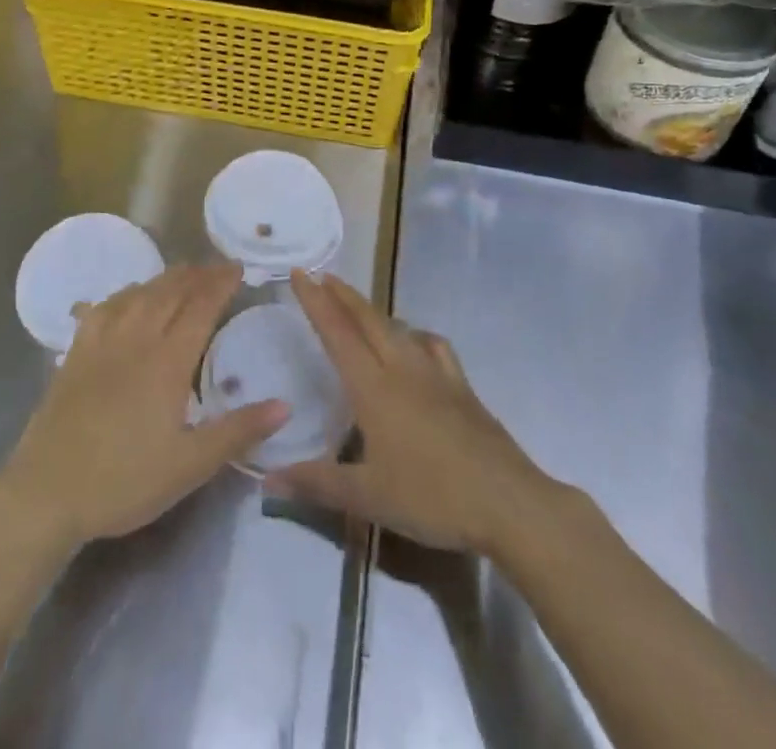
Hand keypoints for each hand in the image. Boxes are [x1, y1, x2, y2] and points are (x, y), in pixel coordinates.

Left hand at [0, 263, 287, 551]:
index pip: (201, 307)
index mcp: (167, 361)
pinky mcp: (76, 353)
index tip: (238, 268)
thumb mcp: (190, 466)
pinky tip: (128, 297)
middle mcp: (137, 339)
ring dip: (164, 279)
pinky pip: (104, 308)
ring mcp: (102, 342)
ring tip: (182, 274)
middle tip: (216, 267)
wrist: (47, 492)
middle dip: (197, 275)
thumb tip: (285, 404)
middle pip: (171, 292)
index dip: (221, 283)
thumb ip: (238, 431)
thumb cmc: (124, 481)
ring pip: (138, 294)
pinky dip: (124, 294)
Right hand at [265, 271, 558, 555]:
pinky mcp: (462, 387)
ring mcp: (436, 374)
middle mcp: (402, 369)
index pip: (337, 332)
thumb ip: (316, 482)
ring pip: (398, 327)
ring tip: (358, 307)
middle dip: (342, 295)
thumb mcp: (368, 497)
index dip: (315, 301)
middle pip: (367, 319)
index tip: (300, 273)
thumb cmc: (432, 497)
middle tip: (321, 276)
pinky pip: (433, 346)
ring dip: (373, 311)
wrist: (508, 502)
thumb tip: (268, 478)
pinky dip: (416, 334)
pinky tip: (417, 342)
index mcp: (374, 387)